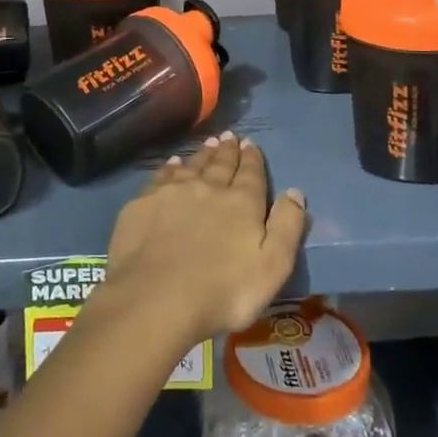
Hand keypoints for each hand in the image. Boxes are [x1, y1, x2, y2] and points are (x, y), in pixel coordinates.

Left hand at [95, 134, 306, 350]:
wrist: (156, 300)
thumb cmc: (224, 292)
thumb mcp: (272, 267)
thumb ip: (287, 227)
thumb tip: (295, 191)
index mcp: (241, 203)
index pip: (251, 173)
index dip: (252, 158)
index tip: (250, 143)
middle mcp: (207, 188)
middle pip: (220, 164)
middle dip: (227, 150)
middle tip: (229, 136)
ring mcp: (171, 193)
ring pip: (191, 166)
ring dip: (201, 155)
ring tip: (207, 144)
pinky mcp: (142, 204)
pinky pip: (160, 177)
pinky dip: (169, 168)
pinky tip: (172, 164)